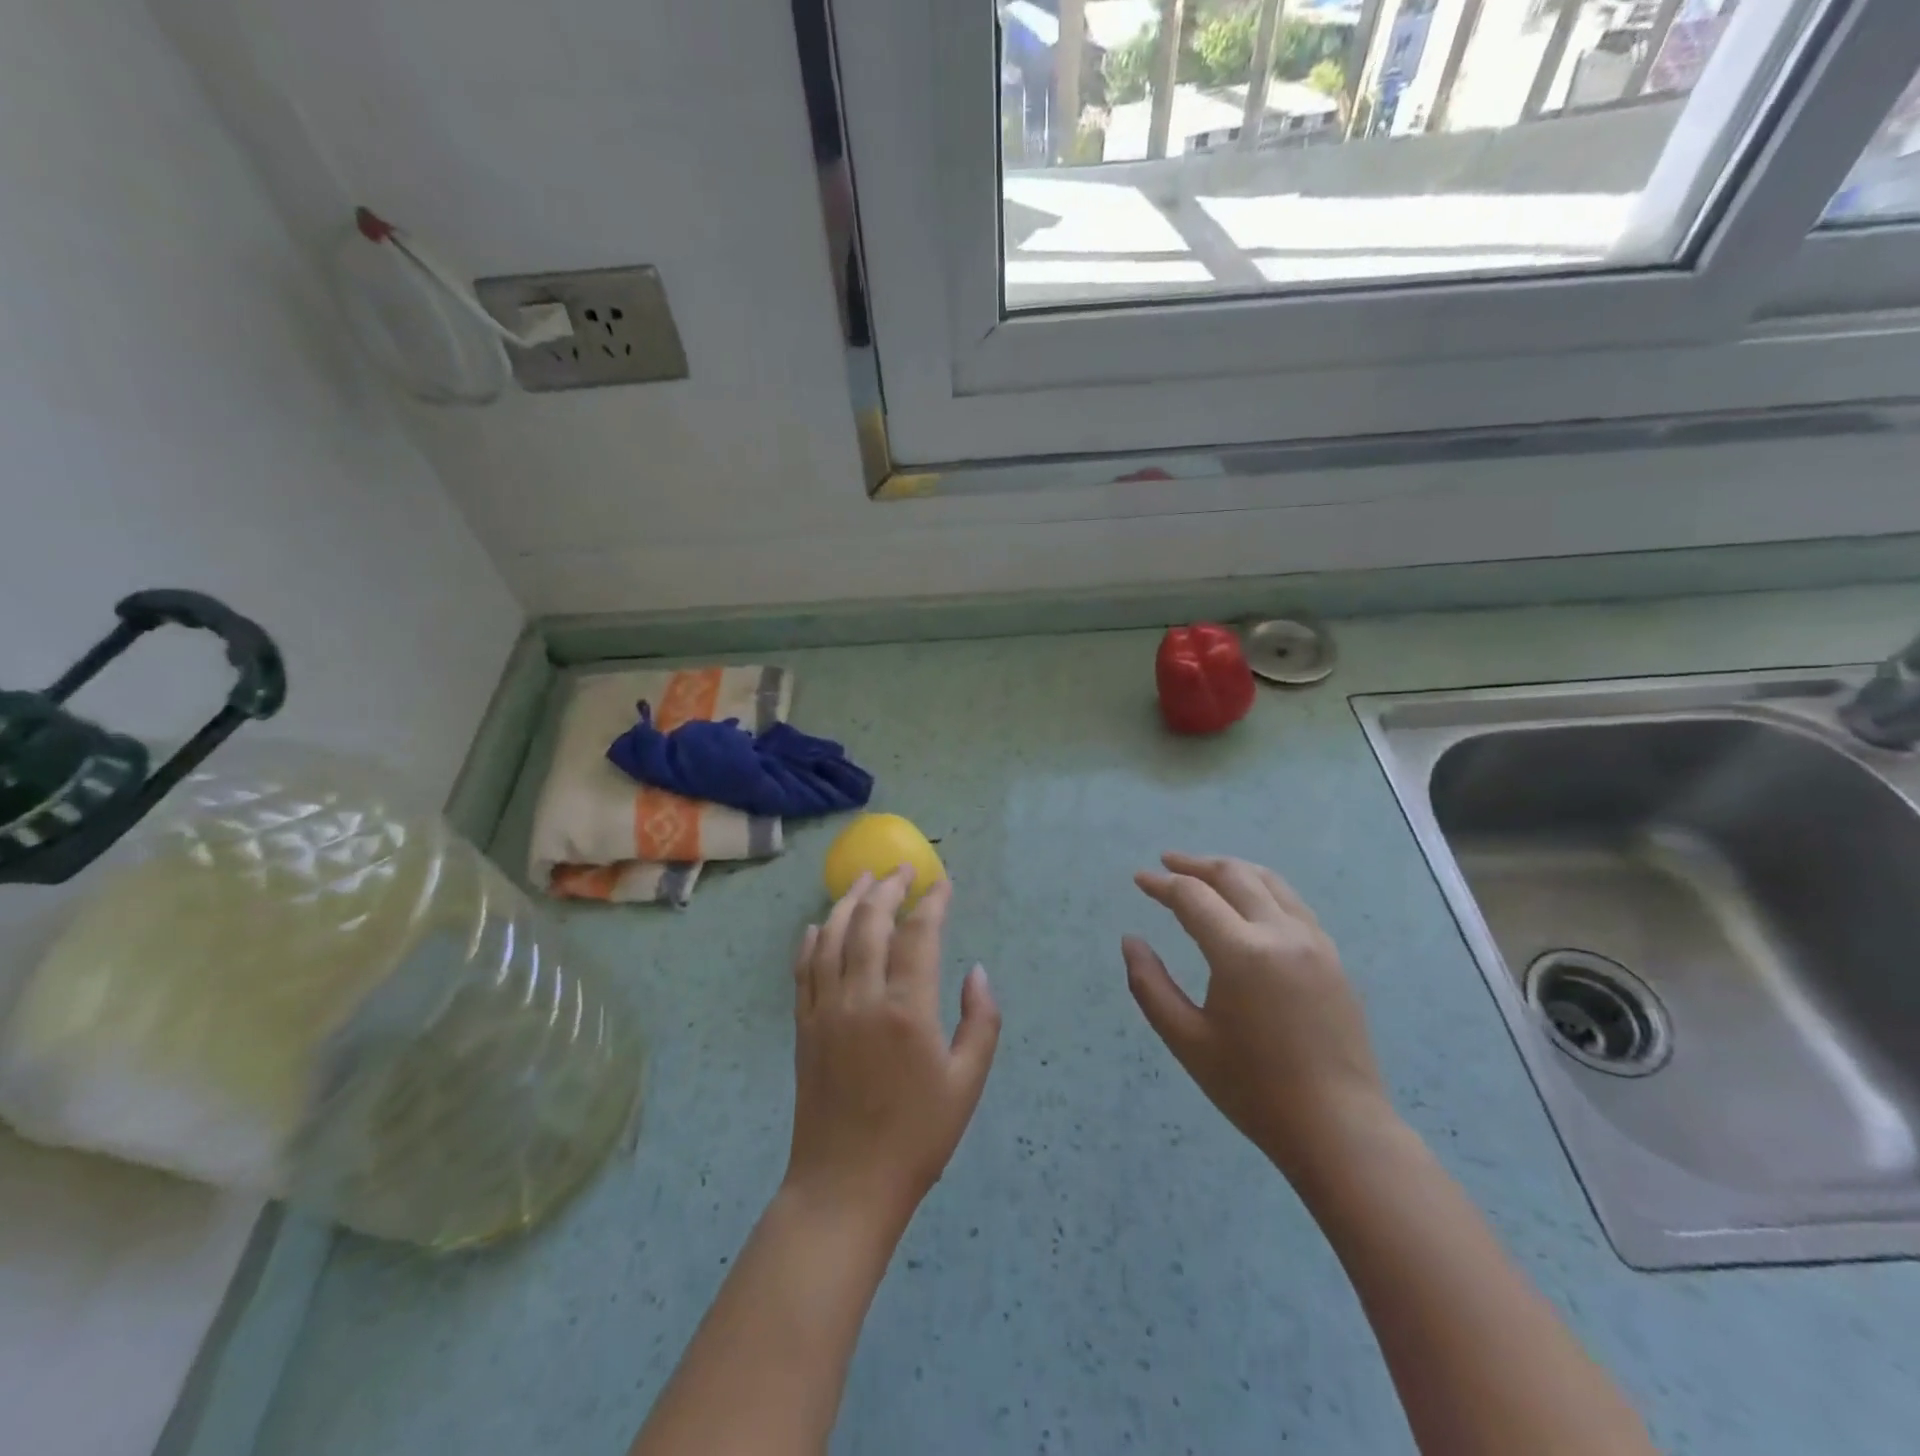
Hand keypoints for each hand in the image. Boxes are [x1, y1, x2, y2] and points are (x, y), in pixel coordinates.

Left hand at [785, 867, 1000, 1236]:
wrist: (845, 1185)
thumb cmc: (917, 1137)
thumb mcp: (967, 1084)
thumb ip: (980, 1021)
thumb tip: (976, 971)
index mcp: (907, 1010)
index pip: (918, 935)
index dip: (932, 903)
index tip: (942, 884)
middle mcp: (862, 998)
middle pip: (871, 923)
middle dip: (888, 888)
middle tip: (902, 869)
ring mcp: (827, 1009)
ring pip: (832, 937)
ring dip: (848, 902)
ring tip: (862, 879)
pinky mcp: (804, 1026)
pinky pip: (805, 969)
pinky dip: (812, 939)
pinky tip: (818, 925)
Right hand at [1124, 853, 1393, 1181]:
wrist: (1338, 1128)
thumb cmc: (1253, 1088)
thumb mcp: (1186, 1040)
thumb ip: (1150, 985)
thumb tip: (1130, 941)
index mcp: (1242, 953)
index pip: (1193, 897)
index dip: (1162, 884)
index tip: (1139, 880)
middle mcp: (1281, 934)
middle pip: (1234, 875)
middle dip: (1196, 864)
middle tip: (1167, 863)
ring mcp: (1314, 942)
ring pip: (1269, 881)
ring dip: (1232, 870)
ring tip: (1205, 873)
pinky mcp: (1333, 957)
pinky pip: (1292, 904)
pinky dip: (1262, 889)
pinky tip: (1249, 904)